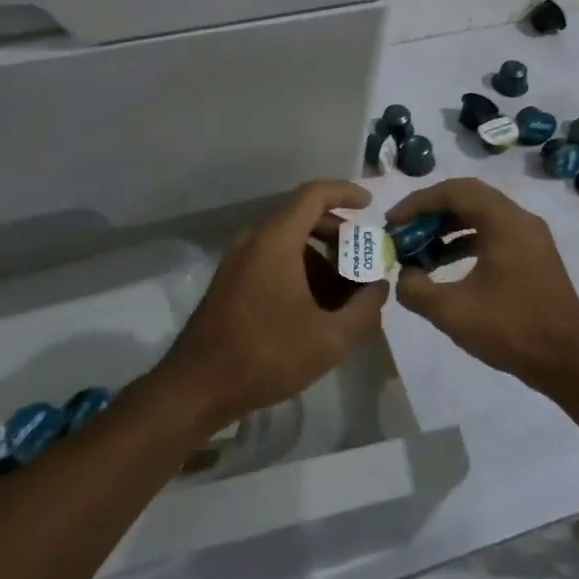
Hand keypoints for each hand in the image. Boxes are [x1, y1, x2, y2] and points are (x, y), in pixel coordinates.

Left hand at [158, 180, 386, 430]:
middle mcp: (253, 241)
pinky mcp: (229, 283)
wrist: (198, 386)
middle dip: (338, 236)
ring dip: (320, 260)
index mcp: (276, 240)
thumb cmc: (267, 355)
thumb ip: (365, 307)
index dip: (345, 193)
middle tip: (364, 261)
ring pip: (287, 244)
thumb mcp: (330, 338)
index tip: (370, 206)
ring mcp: (237, 262)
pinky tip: (315, 309)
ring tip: (345, 296)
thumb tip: (380, 285)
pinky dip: (298, 273)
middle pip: (302, 219)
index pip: (314, 195)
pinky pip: (271, 262)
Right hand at [385, 177, 578, 397]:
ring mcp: (530, 238)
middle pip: (467, 197)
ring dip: (446, 228)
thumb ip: (416, 289)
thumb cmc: (512, 329)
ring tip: (418, 250)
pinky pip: (492, 234)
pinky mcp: (533, 256)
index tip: (392, 223)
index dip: (417, 203)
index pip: (454, 191)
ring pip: (480, 216)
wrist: (570, 361)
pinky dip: (464, 242)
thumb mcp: (452, 311)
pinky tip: (443, 265)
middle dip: (430, 212)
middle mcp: (520, 220)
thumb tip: (403, 276)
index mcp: (504, 222)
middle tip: (403, 231)